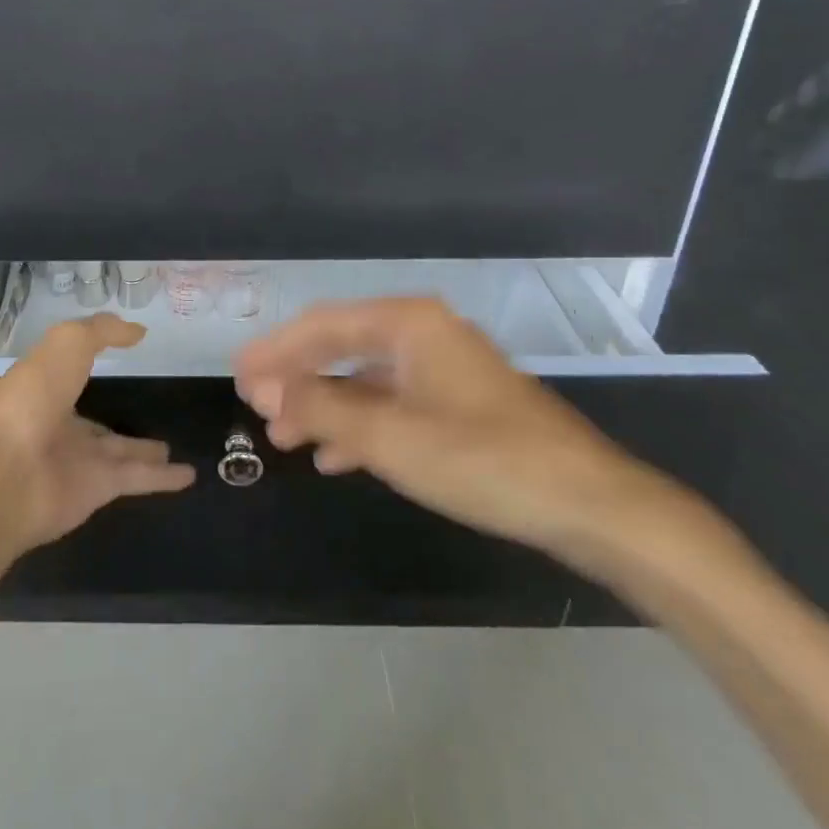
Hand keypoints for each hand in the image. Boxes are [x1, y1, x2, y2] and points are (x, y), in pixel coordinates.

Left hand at [0, 314, 194, 554]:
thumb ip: (102, 331)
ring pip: (120, 454)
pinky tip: (190, 476)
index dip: (91, 365)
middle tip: (152, 416)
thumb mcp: (66, 344)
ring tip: (171, 448)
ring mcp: (76, 462)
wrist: (1, 477)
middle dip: (117, 423)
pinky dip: (163, 480)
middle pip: (95, 425)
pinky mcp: (96, 491)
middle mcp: (58, 426)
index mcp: (43, 388)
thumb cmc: (30, 399)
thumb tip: (138, 331)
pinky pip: (137, 479)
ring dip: (144, 452)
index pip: (72, 376)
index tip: (121, 358)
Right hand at [234, 297, 673, 562]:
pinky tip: (336, 455)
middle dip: (297, 379)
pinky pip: (393, 403)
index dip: (275, 350)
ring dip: (324, 406)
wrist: (591, 504)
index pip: (322, 325)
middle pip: (342, 347)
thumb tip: (262, 388)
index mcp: (408, 323)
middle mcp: (424, 333)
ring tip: (286, 438)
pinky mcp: (460, 403)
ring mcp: (444, 368)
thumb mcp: (390, 437)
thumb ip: (321, 408)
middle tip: (255, 406)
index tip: (237, 374)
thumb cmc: (484, 460)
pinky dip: (360, 425)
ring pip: (366, 379)